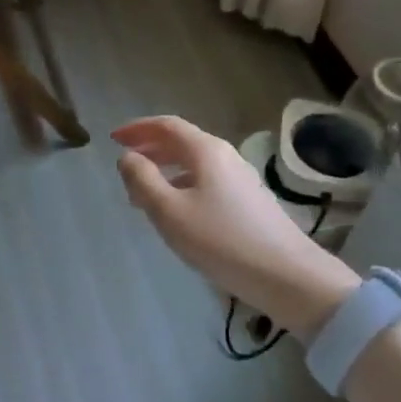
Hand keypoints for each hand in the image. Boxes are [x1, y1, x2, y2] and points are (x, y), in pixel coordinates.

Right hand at [113, 115, 358, 342]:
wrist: (287, 276)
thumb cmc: (221, 240)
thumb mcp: (170, 212)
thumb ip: (143, 180)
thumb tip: (128, 157)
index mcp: (205, 150)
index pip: (166, 126)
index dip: (137, 128)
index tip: (113, 138)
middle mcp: (225, 156)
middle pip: (181, 141)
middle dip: (150, 148)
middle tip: (124, 163)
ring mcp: (240, 178)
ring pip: (194, 163)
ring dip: (165, 170)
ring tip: (142, 193)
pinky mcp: (248, 200)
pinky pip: (206, 181)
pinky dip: (182, 184)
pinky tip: (176, 210)